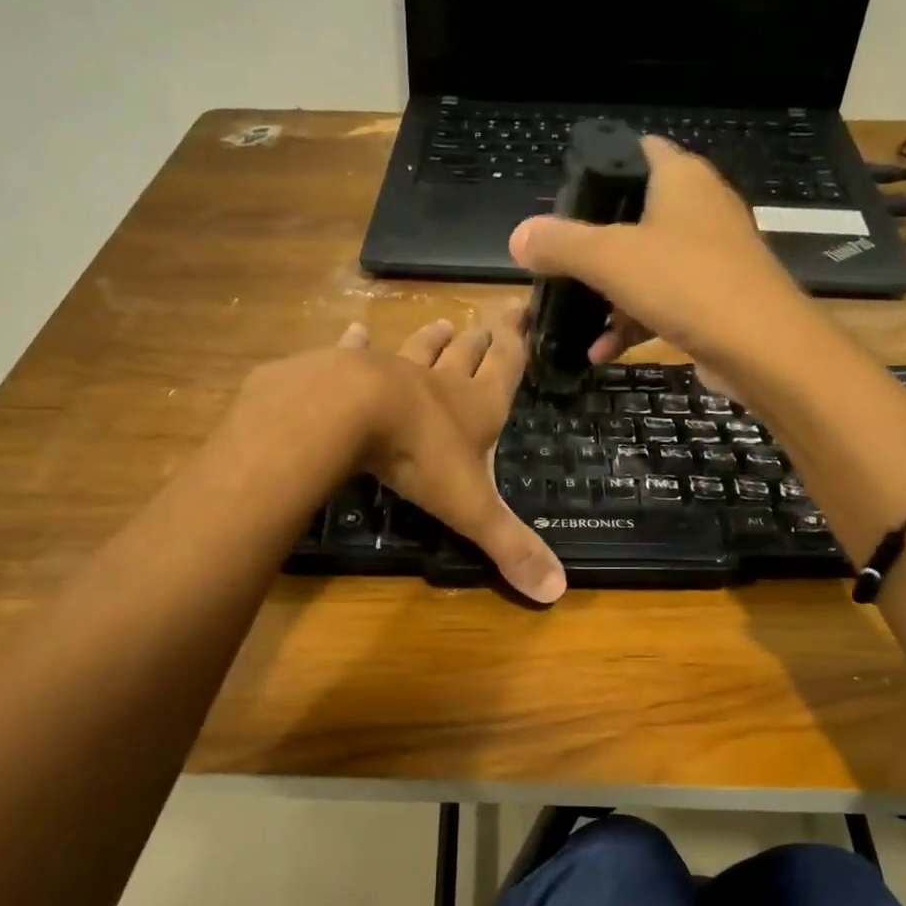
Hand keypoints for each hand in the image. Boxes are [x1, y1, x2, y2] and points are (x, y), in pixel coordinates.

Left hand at [243, 313, 566, 604]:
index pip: (506, 367)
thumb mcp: (472, 507)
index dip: (517, 343)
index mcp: (477, 406)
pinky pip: (356, 352)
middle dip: (479, 340)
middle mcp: (441, 381)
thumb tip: (558, 592)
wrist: (350, 415)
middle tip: (486, 325)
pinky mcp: (347, 370)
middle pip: (466, 353)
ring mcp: (393, 370)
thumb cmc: (421, 457)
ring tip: (443, 325)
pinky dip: (358, 343)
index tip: (523, 313)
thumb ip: (510, 546)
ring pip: (420, 349)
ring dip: (433, 339)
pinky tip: (357, 331)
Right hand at [508, 137, 811, 371]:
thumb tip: (519, 236)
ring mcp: (710, 256)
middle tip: (558, 263)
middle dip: (595, 243)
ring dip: (608, 294)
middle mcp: (700, 208)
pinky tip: (602, 351)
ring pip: (646, 265)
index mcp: (681, 178)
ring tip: (572, 317)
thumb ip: (561, 244)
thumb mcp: (610, 259)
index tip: (563, 198)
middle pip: (635, 214)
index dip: (600, 167)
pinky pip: (662, 302)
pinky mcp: (714, 299)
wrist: (761, 347)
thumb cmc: (686, 284)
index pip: (637, 151)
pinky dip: (632, 322)